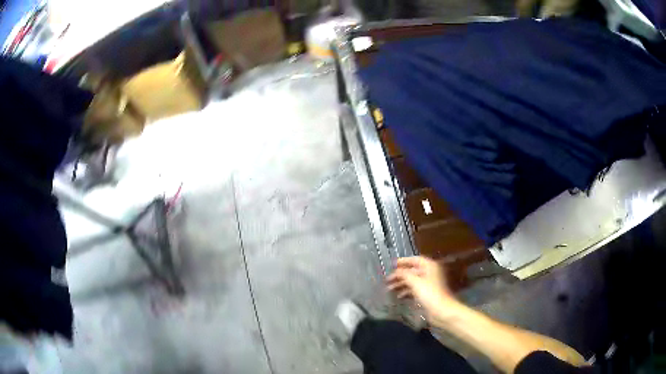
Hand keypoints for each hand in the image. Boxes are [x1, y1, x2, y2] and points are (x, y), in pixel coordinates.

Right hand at [386, 256, 457, 320]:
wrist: (441, 310)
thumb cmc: (429, 293)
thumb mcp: (415, 282)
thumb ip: (404, 274)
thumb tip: (396, 271)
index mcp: (429, 266)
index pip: (415, 260)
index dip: (403, 261)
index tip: (393, 264)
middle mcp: (429, 273)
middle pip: (412, 271)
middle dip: (399, 275)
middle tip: (388, 279)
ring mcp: (428, 284)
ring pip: (412, 280)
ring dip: (401, 284)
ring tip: (389, 289)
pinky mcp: (427, 293)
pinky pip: (414, 289)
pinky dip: (406, 291)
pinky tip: (398, 296)